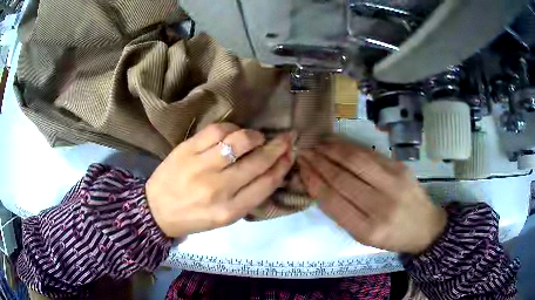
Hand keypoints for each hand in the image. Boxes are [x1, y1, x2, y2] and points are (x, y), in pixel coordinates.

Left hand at [146, 123, 292, 237]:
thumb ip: (248, 197)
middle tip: (287, 137)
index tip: (291, 154)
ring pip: (240, 141)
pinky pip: (216, 130)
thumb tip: (270, 171)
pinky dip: (231, 128)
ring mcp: (201, 166)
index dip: (283, 166)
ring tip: (257, 137)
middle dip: (278, 147)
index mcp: (230, 210)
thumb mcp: (224, 218)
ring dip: (255, 136)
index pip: (266, 183)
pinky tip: (233, 132)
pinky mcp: (187, 150)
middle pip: (258, 161)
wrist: (156, 210)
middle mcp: (219, 188)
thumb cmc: (193, 217)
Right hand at [298, 138, 446, 254]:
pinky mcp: (401, 168)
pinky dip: (350, 147)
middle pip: (342, 178)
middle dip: (319, 163)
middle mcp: (381, 206)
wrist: (425, 227)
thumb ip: (342, 213)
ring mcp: (394, 184)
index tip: (301, 168)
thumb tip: (318, 185)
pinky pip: (370, 155)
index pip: (333, 201)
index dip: (314, 182)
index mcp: (367, 230)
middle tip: (304, 152)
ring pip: (356, 161)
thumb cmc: (392, 236)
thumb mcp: (363, 236)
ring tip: (317, 144)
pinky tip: (337, 143)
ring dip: (332, 150)